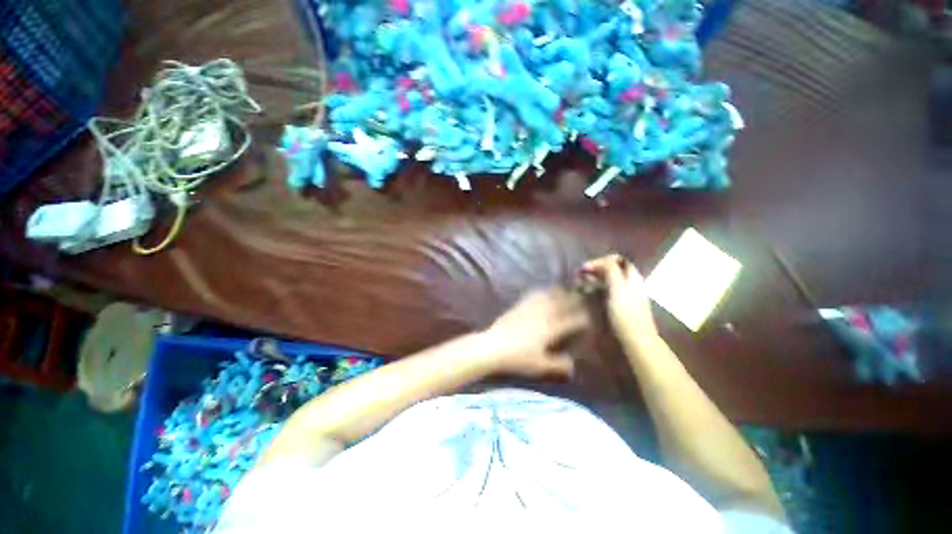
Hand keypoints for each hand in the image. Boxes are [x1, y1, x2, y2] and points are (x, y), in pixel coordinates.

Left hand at [481, 288, 589, 378]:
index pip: (573, 320)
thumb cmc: (518, 358)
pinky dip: (543, 291)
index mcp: (551, 328)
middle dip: (575, 301)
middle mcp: (544, 314)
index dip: (583, 319)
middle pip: (563, 303)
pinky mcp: (520, 305)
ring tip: (566, 291)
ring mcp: (531, 307)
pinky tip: (544, 291)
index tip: (590, 319)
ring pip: (550, 295)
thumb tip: (573, 365)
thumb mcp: (541, 365)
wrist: (493, 346)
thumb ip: (559, 365)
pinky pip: (534, 294)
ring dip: (560, 293)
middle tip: (582, 300)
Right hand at [581, 254, 659, 346]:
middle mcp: (632, 282)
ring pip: (611, 278)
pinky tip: (591, 292)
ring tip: (583, 282)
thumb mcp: (617, 288)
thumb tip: (600, 262)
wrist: (636, 339)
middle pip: (614, 268)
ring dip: (596, 277)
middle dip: (596, 268)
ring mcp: (628, 293)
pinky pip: (610, 288)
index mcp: (632, 276)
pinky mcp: (623, 303)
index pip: (616, 259)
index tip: (584, 268)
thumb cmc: (625, 314)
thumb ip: (611, 271)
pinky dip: (599, 286)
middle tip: (581, 274)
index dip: (600, 260)